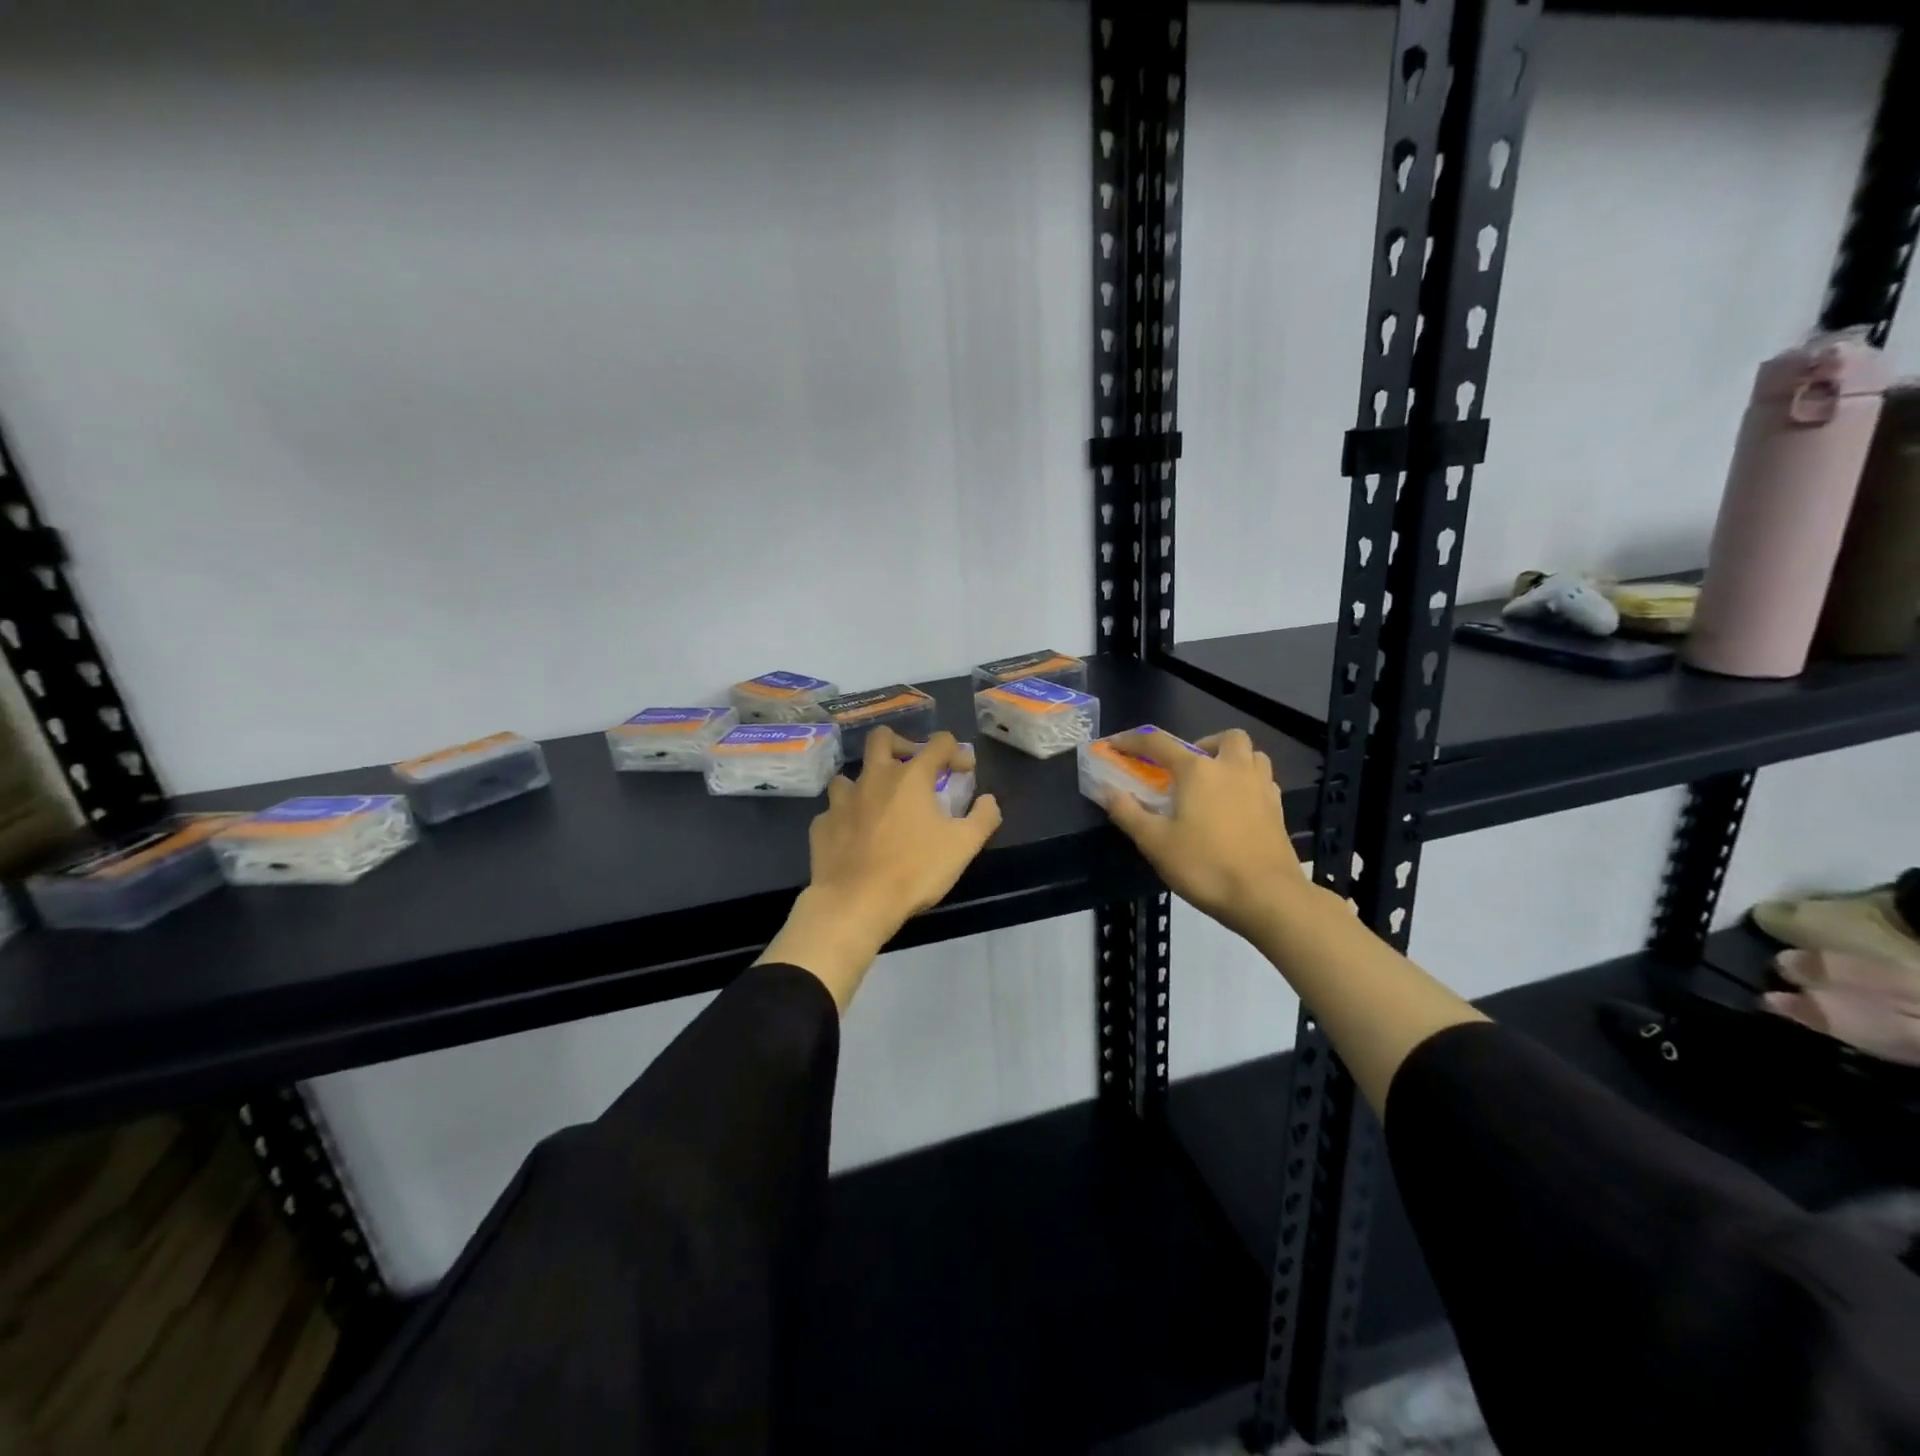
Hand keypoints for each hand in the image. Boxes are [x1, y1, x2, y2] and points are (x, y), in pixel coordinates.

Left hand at [758, 728, 1002, 1010]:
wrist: (856, 902)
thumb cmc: (915, 870)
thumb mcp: (963, 846)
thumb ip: (983, 818)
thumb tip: (988, 800)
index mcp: (911, 776)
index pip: (938, 743)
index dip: (955, 751)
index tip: (963, 772)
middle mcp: (874, 778)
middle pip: (882, 738)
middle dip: (900, 743)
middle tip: (913, 767)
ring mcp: (842, 800)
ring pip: (851, 775)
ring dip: (867, 784)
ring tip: (879, 805)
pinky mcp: (822, 824)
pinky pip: (834, 811)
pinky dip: (847, 817)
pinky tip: (854, 836)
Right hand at [1099, 727, 1305, 937]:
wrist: (1267, 897)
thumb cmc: (1205, 866)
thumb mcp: (1155, 843)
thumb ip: (1128, 813)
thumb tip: (1108, 791)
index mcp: (1198, 771)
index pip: (1158, 743)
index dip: (1132, 741)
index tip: (1115, 745)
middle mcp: (1232, 769)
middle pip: (1224, 738)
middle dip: (1203, 744)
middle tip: (1186, 770)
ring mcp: (1261, 787)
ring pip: (1252, 755)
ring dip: (1232, 760)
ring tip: (1214, 784)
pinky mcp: (1277, 810)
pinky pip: (1264, 781)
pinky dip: (1247, 784)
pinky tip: (1236, 807)